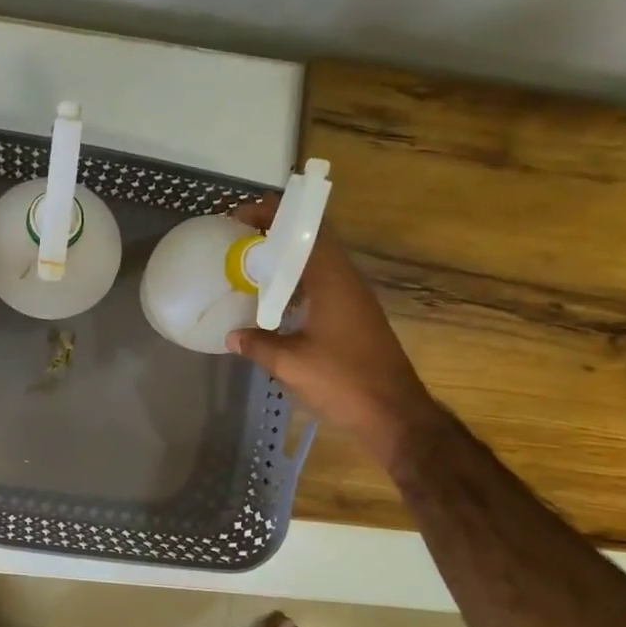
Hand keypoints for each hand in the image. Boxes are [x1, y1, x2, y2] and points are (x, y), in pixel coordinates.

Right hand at [226, 198, 428, 459]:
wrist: (394, 412)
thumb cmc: (343, 381)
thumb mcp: (291, 364)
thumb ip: (258, 344)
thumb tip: (232, 335)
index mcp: (332, 280)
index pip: (305, 228)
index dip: (273, 214)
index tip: (239, 218)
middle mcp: (346, 280)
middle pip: (311, 239)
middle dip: (275, 234)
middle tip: (239, 241)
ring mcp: (354, 298)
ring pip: (317, 262)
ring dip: (286, 259)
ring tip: (250, 267)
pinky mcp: (355, 316)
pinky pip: (322, 284)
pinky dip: (296, 283)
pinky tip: (275, 304)